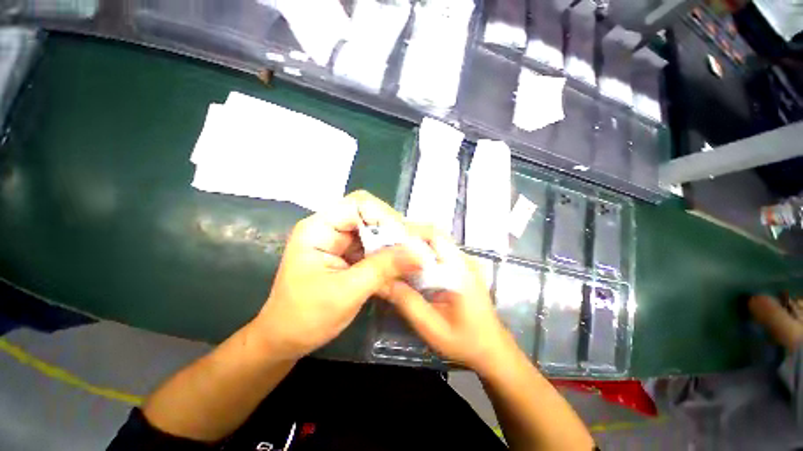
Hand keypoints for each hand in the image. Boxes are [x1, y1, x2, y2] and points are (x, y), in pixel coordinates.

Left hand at [252, 191, 423, 359]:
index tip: (405, 239)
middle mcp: (329, 228)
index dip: (385, 216)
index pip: (358, 204)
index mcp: (318, 229)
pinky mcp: (346, 254)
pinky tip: (399, 265)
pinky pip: (372, 245)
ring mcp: (338, 241)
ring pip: (373, 230)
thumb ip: (384, 268)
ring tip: (411, 257)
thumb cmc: (306, 317)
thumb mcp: (348, 292)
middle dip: (392, 230)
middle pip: (368, 214)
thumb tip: (419, 253)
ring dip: (392, 243)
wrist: (285, 340)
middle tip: (412, 249)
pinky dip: (387, 254)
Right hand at [383, 225, 517, 375]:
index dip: (410, 233)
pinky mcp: (462, 268)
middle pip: (433, 235)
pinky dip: (421, 254)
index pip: (434, 237)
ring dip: (414, 245)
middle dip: (409, 237)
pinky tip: (408, 265)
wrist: (493, 349)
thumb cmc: (466, 342)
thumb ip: (409, 304)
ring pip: (435, 242)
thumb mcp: (433, 328)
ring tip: (393, 254)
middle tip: (386, 246)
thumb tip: (384, 282)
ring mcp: (464, 262)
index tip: (388, 238)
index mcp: (460, 270)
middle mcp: (464, 260)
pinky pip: (438, 253)